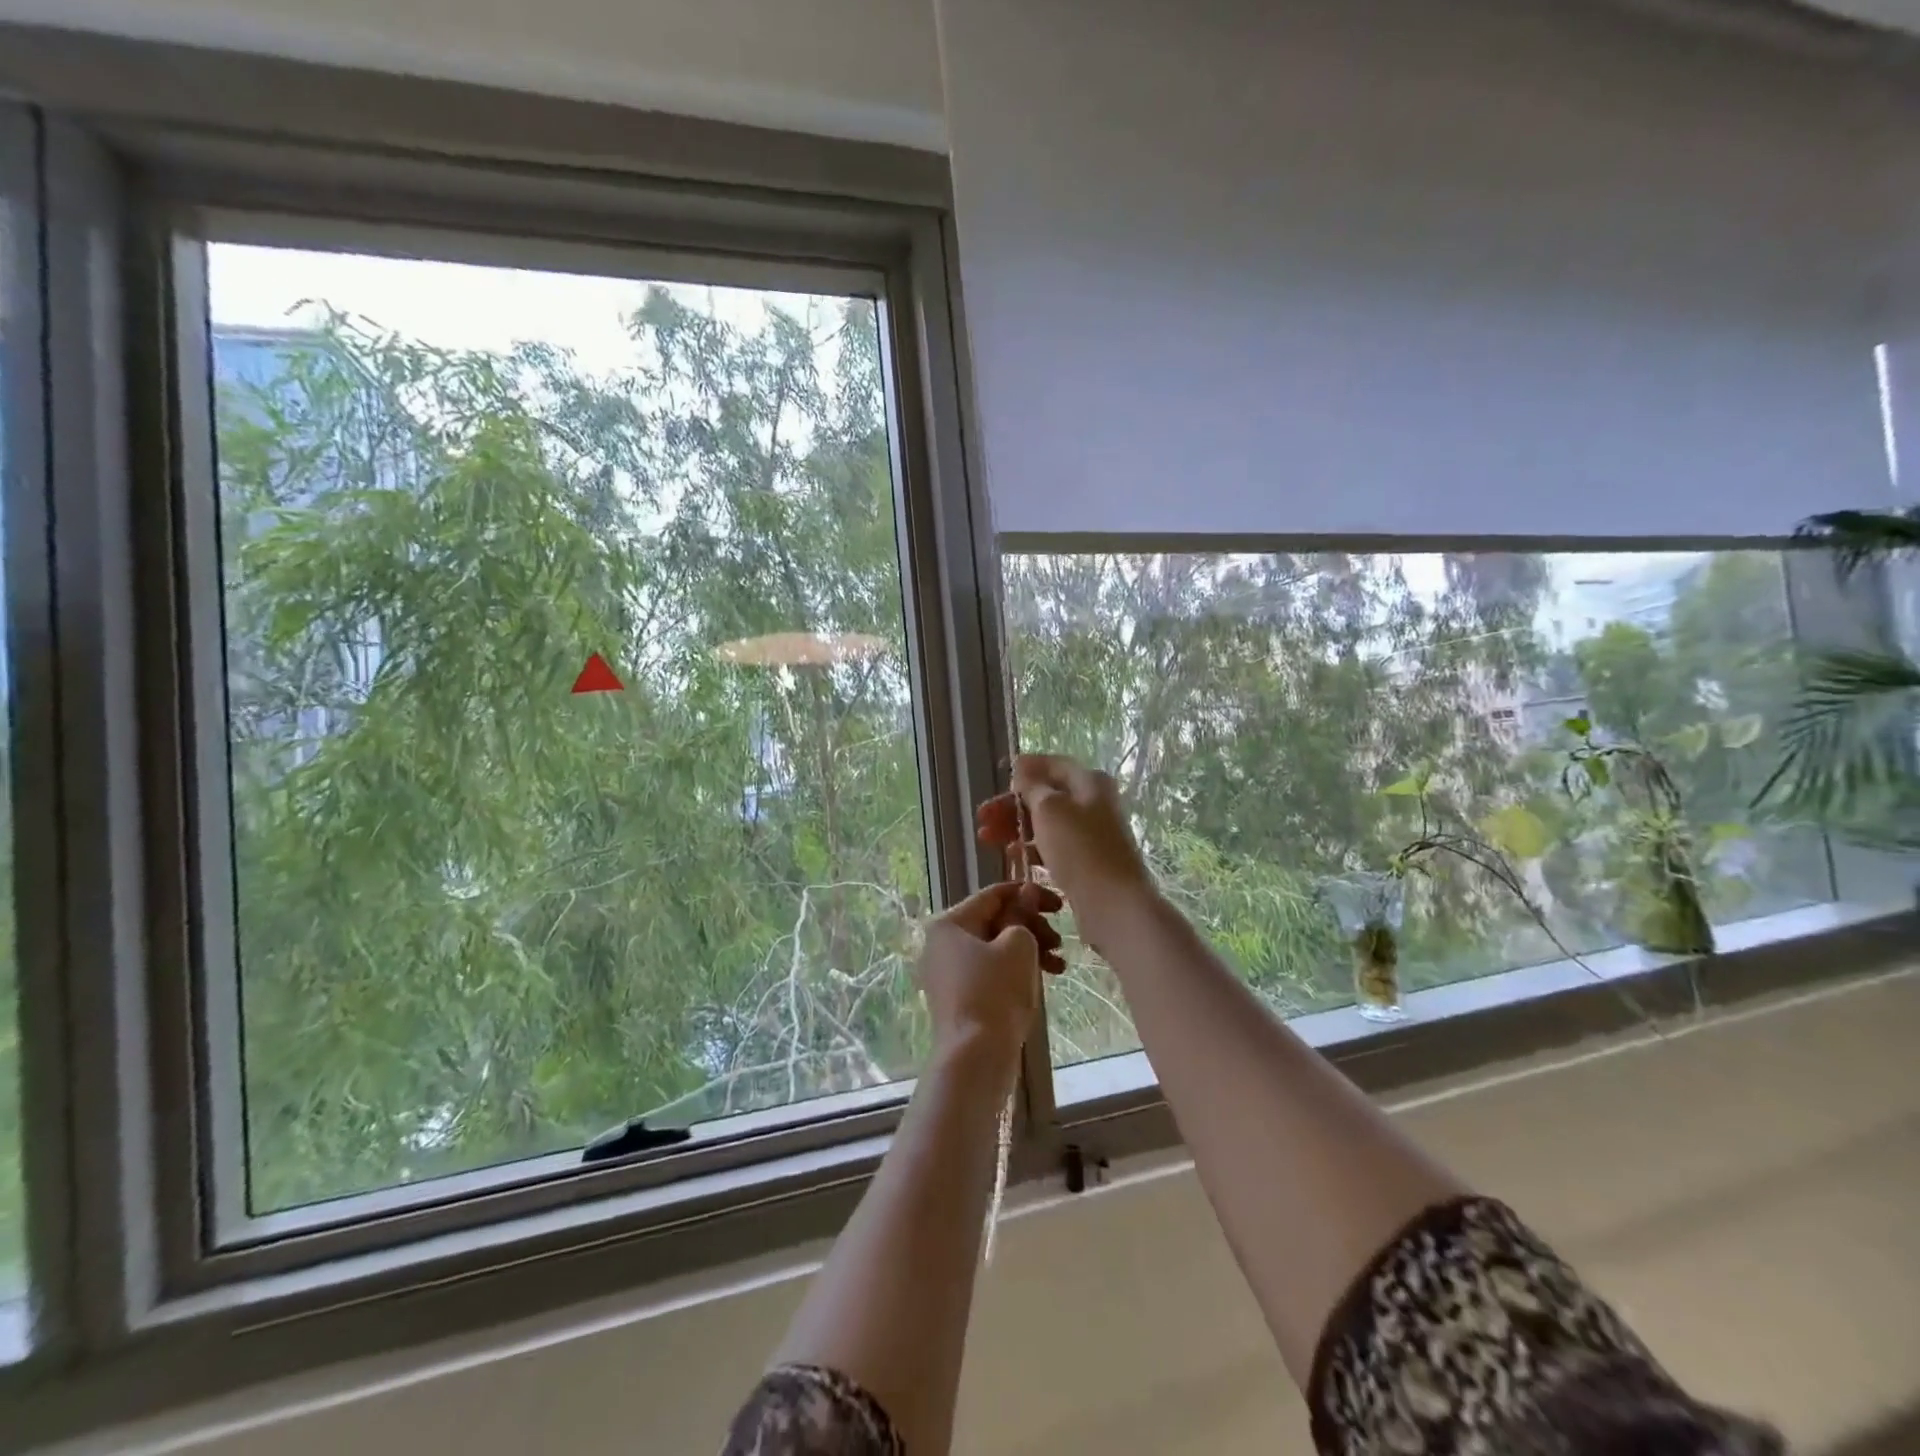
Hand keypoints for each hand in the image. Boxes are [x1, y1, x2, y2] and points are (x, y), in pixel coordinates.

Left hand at [918, 880, 1064, 1060]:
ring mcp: (948, 973)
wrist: (975, 1058)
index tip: (1059, 903)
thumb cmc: (995, 992)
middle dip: (1032, 927)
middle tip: (1060, 940)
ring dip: (1030, 950)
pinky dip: (1016, 971)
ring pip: (996, 949)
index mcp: (949, 923)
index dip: (1029, 894)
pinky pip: (991, 972)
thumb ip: (1023, 914)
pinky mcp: (959, 998)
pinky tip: (1044, 980)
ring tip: (1059, 965)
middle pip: (994, 922)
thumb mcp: (1018, 945)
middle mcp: (942, 944)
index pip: (994, 895)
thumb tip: (1025, 895)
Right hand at [975, 754, 1156, 945]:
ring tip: (985, 839)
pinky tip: (1011, 857)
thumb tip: (1022, 767)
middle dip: (1011, 805)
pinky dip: (1030, 848)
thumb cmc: (1080, 849)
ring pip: (1045, 823)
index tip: (999, 777)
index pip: (1052, 765)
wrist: (1113, 903)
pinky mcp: (1085, 861)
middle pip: (1045, 796)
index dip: (1025, 769)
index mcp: (1089, 782)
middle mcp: (1092, 803)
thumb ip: (1032, 786)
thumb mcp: (1049, 808)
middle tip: (982, 818)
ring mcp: (1090, 834)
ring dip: (1015, 828)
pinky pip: (1052, 847)